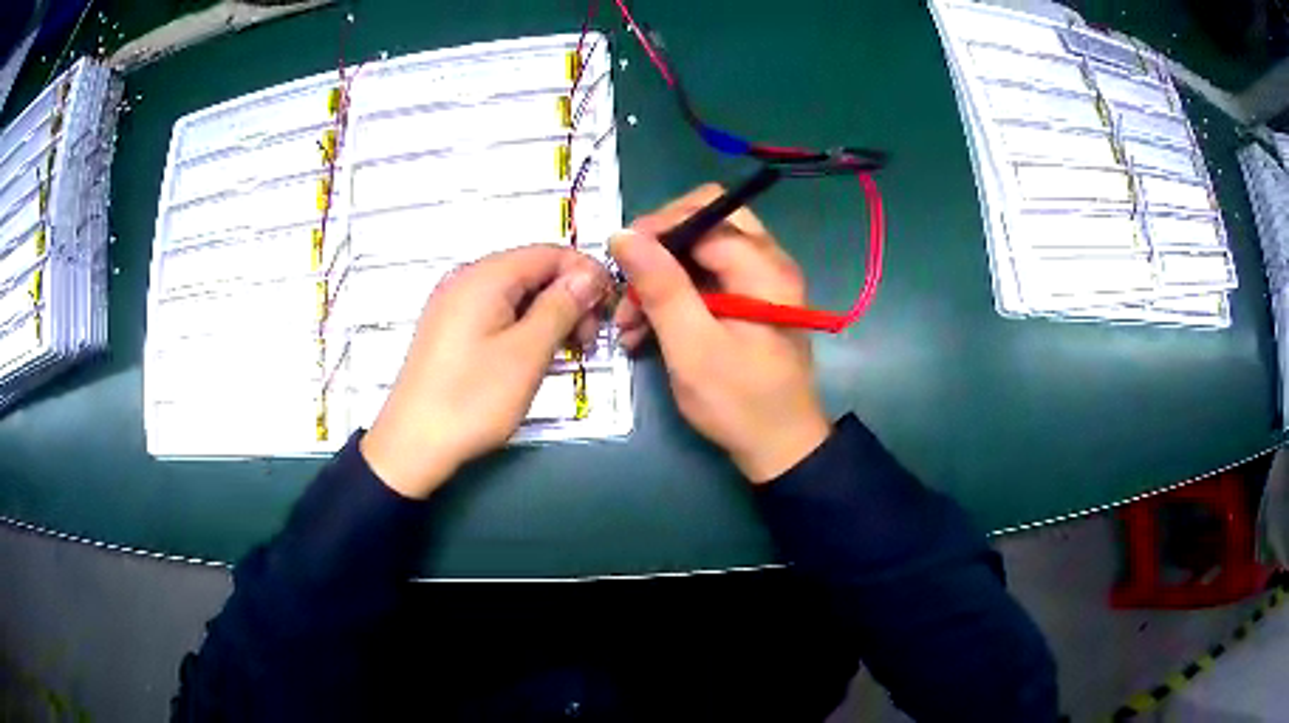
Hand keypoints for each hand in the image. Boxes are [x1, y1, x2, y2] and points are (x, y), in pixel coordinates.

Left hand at [361, 245, 610, 498]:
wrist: (412, 445)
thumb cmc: (471, 400)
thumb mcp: (527, 353)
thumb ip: (561, 306)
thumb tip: (590, 274)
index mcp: (485, 276)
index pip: (550, 253)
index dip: (586, 275)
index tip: (606, 311)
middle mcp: (466, 279)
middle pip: (533, 270)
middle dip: (568, 297)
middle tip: (587, 341)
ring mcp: (454, 304)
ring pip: (516, 293)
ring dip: (549, 315)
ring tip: (565, 352)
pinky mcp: (450, 329)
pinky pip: (496, 311)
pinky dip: (523, 326)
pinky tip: (534, 355)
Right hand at [611, 184, 830, 483]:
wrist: (779, 448)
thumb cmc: (739, 401)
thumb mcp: (692, 346)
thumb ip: (660, 286)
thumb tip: (623, 234)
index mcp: (763, 267)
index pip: (705, 212)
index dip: (658, 227)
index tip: (621, 262)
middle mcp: (768, 262)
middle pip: (705, 223)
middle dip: (659, 250)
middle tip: (628, 284)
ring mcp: (760, 281)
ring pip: (701, 251)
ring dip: (661, 277)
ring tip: (629, 323)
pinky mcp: (749, 301)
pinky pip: (706, 278)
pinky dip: (675, 296)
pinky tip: (645, 331)